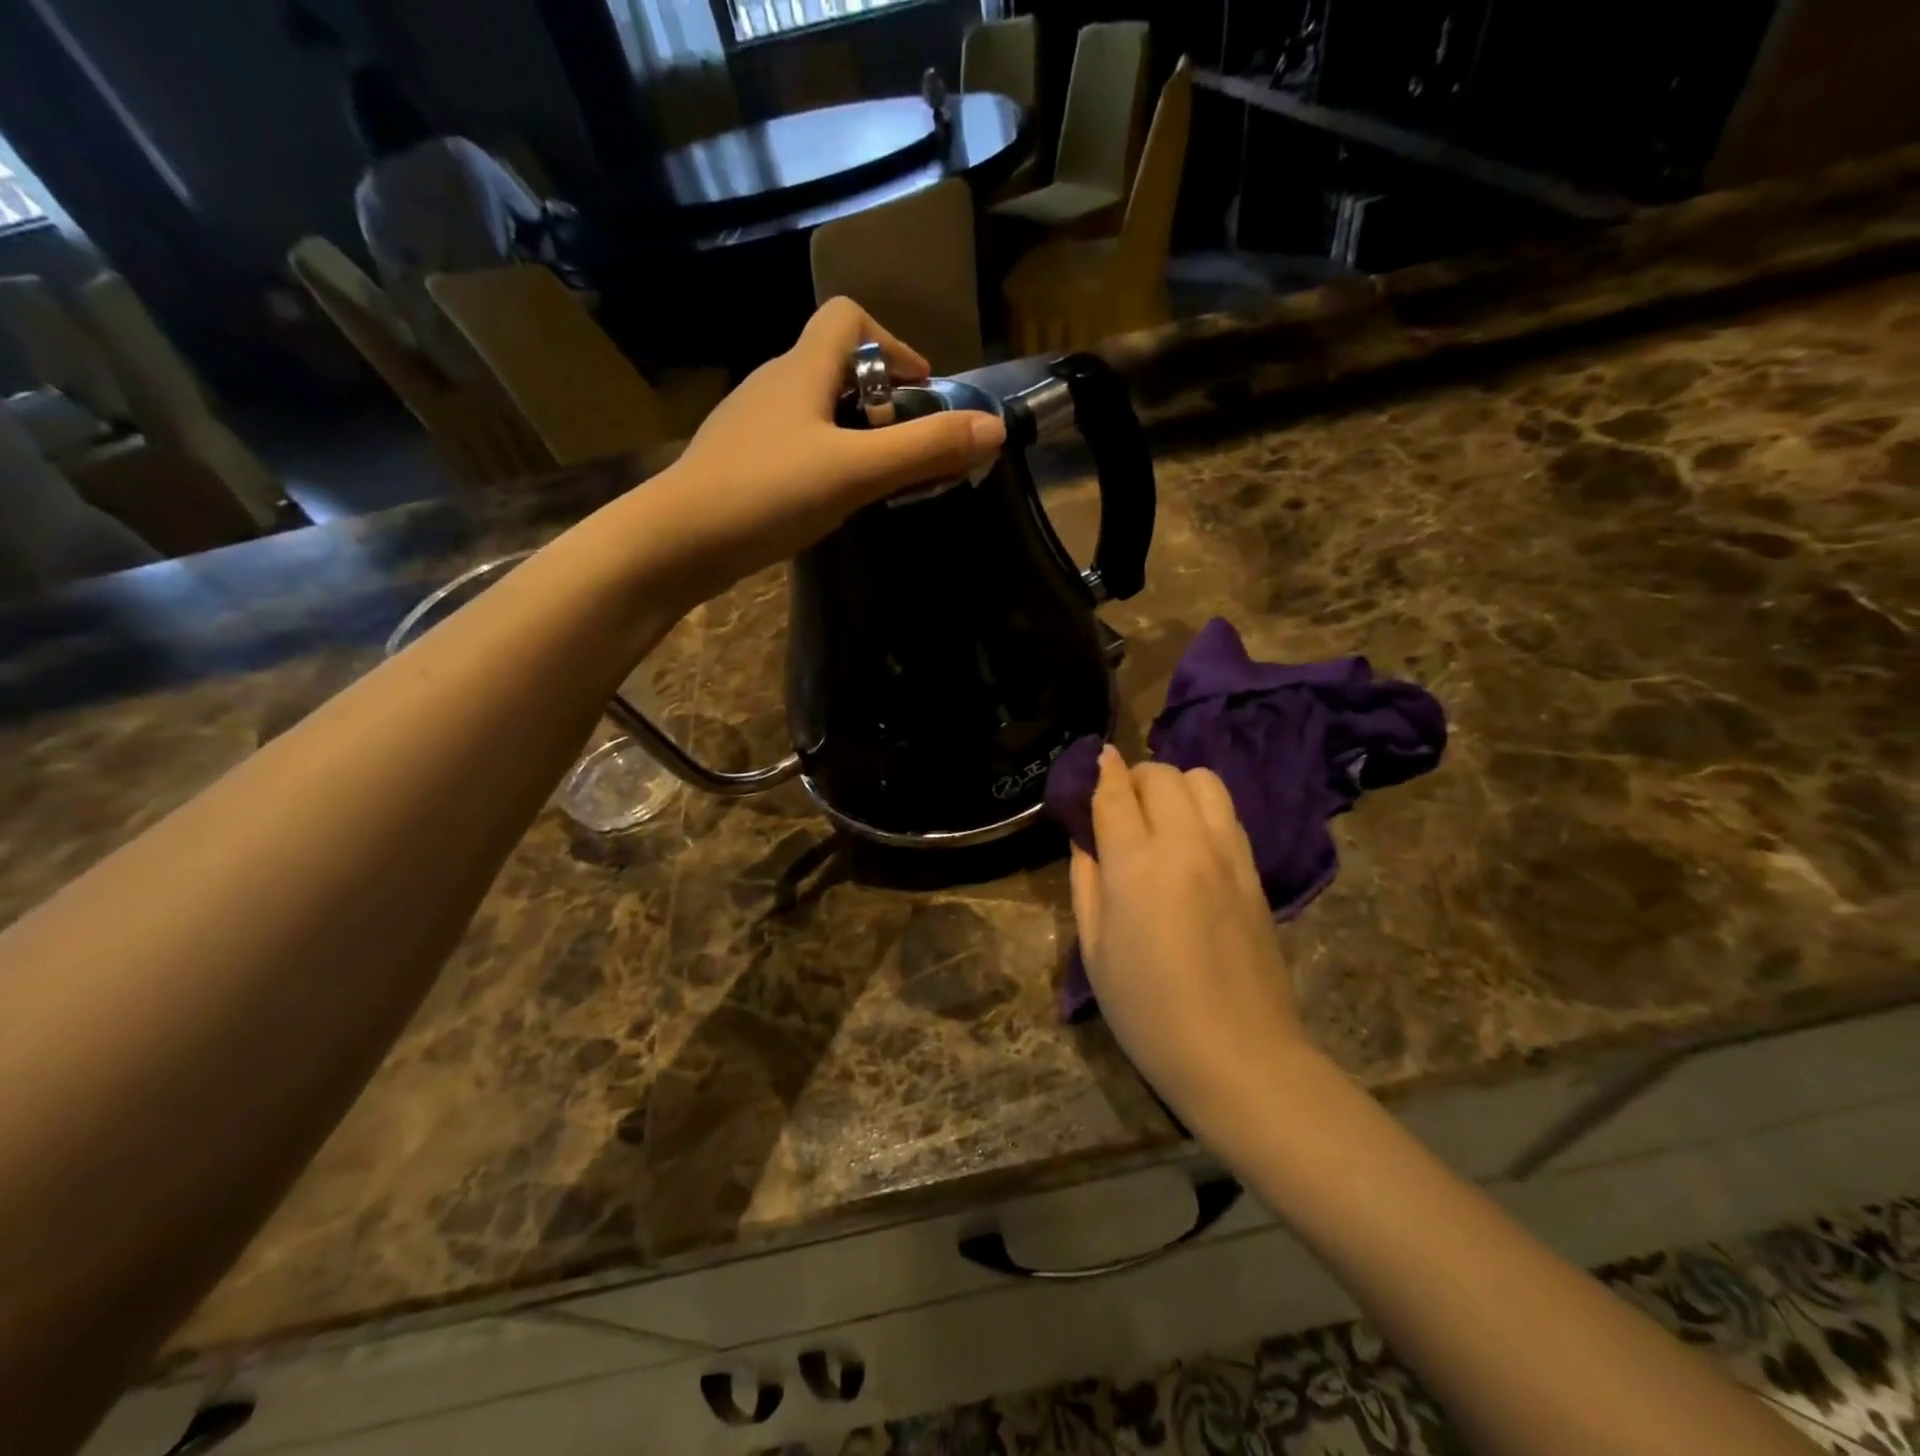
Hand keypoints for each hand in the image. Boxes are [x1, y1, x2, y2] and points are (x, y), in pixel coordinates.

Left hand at [656, 298, 1004, 584]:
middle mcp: (772, 383)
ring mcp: (749, 424)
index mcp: (800, 368)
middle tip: (905, 448)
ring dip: (852, 432)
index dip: (893, 343)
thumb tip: (993, 428)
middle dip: (880, 398)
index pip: (848, 317)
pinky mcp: (738, 461)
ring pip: (813, 408)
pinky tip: (828, 498)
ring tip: (874, 479)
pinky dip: (823, 457)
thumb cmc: (769, 492)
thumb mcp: (857, 471)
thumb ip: (924, 448)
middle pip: (835, 365)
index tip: (919, 391)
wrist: (678, 541)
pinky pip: (793, 442)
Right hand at [1069, 746, 1312, 1136]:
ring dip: (1175, 785)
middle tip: (1121, 805)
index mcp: (1137, 866)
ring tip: (1160, 816)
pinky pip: (1228, 814)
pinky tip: (1190, 842)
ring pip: (1204, 781)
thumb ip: (1085, 882)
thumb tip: (1087, 841)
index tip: (1095, 760)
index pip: (1116, 793)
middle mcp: (1186, 845)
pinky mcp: (1255, 872)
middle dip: (1136, 777)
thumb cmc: (1148, 1012)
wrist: (1239, 1056)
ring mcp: (1228, 856)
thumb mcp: (1094, 950)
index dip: (1101, 771)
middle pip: (1162, 775)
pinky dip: (1203, 809)